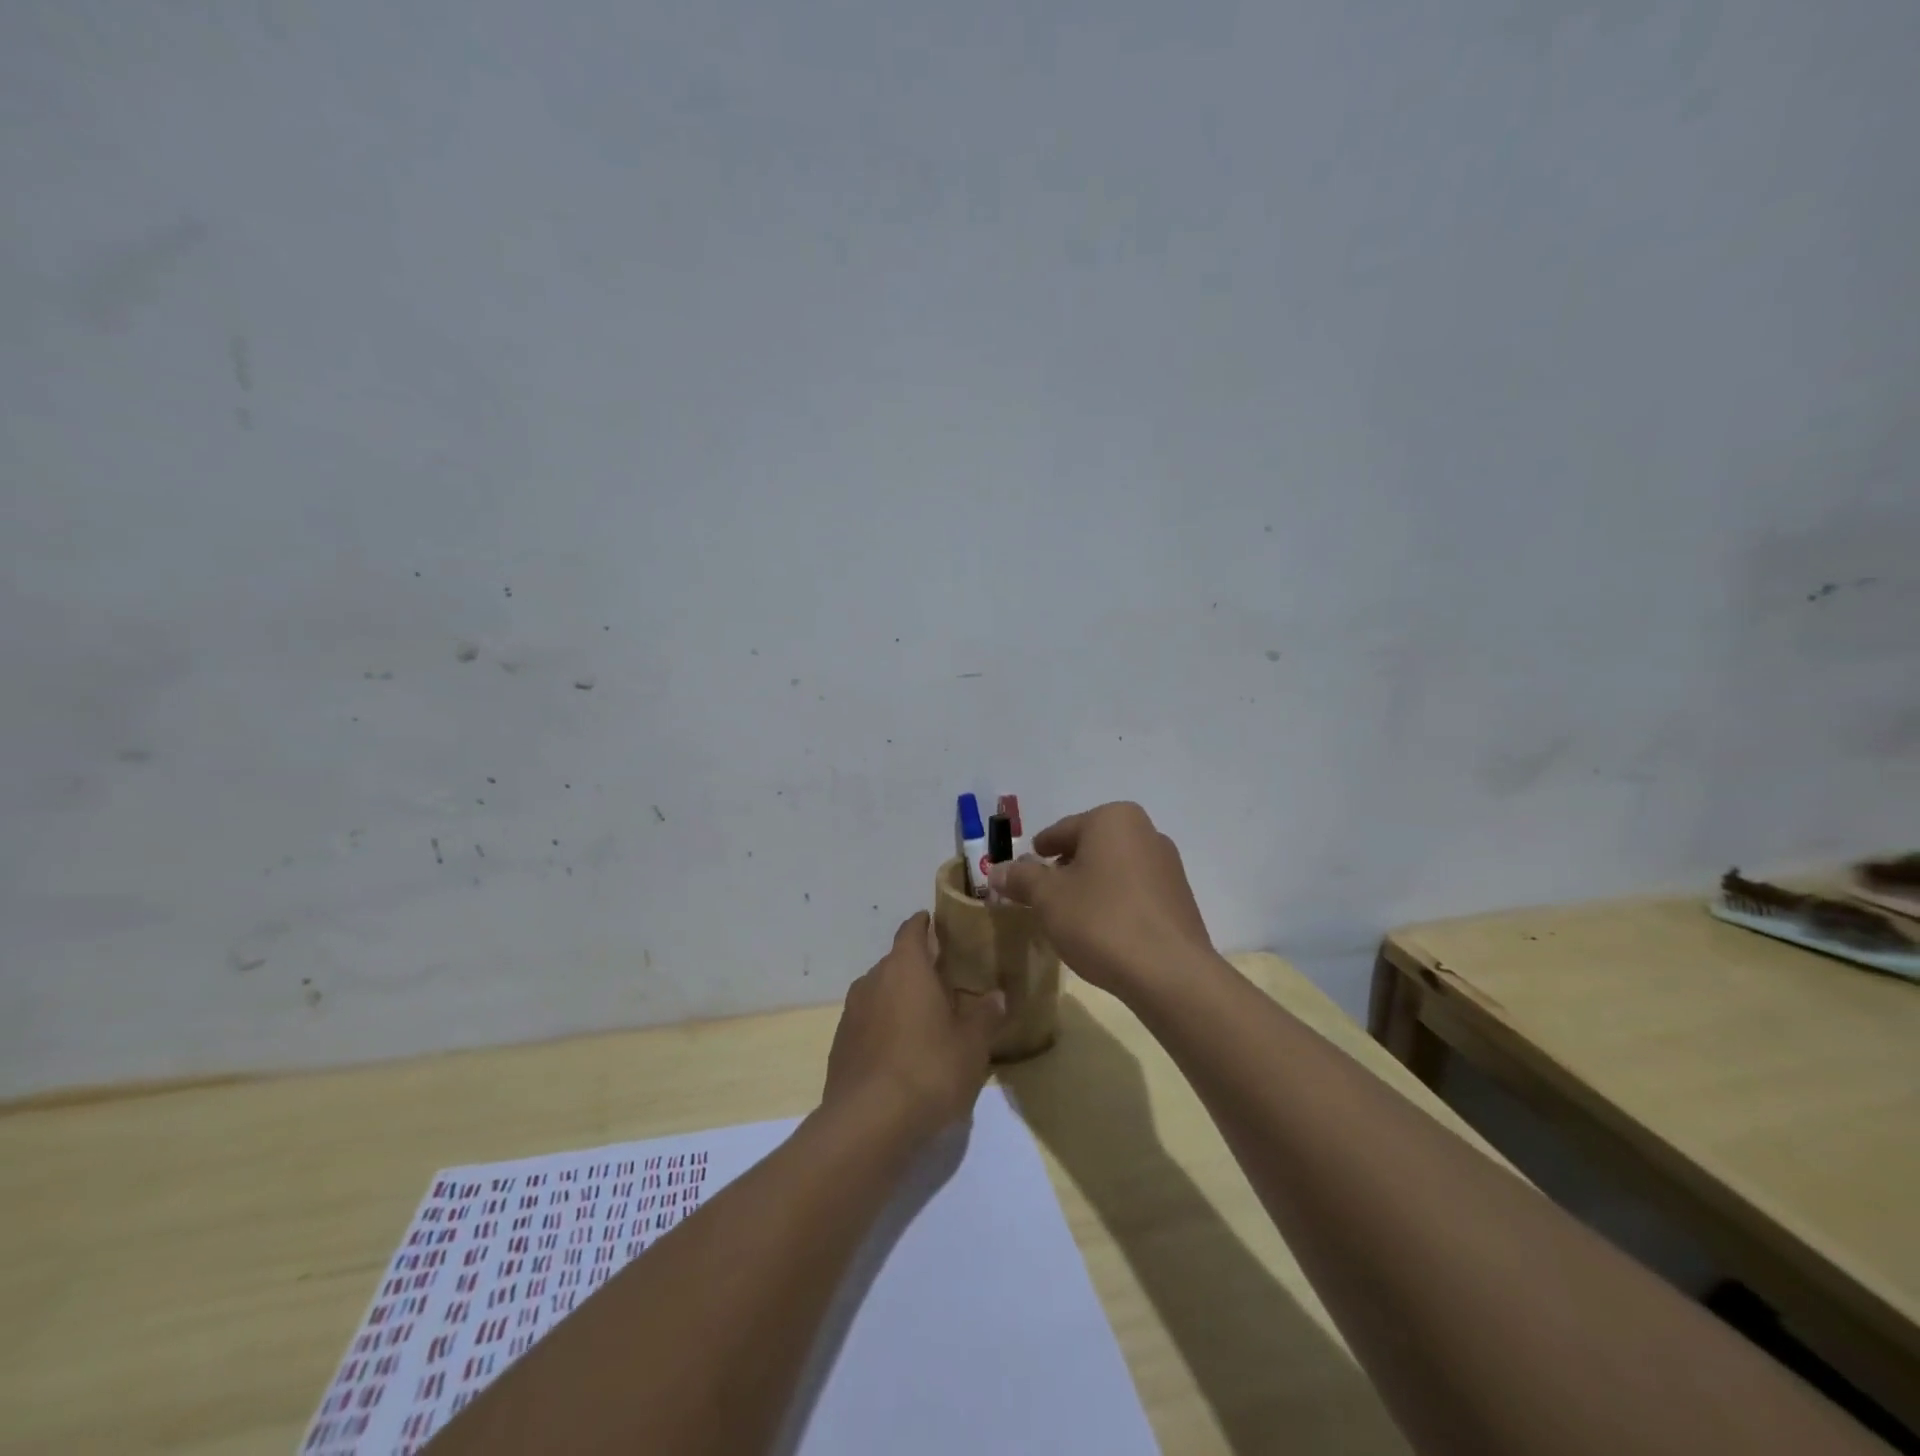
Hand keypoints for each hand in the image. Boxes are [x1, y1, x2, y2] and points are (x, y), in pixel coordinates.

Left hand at [823, 911, 1004, 1144]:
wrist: (868, 1123)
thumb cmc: (928, 1069)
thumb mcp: (971, 1044)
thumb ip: (985, 1015)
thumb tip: (997, 996)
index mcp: (905, 967)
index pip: (912, 930)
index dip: (924, 924)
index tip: (935, 923)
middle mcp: (873, 980)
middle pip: (896, 962)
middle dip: (917, 968)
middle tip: (944, 981)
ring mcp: (852, 1013)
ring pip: (880, 993)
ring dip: (899, 999)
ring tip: (925, 1019)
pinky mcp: (840, 1045)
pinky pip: (868, 1023)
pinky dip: (884, 1028)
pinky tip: (901, 1053)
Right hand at [988, 801, 1212, 999]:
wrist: (1169, 973)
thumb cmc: (1101, 920)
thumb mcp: (1048, 898)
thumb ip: (1021, 878)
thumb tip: (997, 869)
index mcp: (1113, 819)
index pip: (1062, 830)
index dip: (1039, 851)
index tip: (1024, 869)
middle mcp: (1145, 831)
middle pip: (1091, 846)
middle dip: (1065, 868)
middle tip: (1042, 894)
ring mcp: (1168, 865)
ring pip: (1114, 869)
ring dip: (1091, 885)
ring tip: (1070, 915)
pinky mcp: (1180, 898)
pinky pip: (1135, 891)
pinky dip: (1114, 902)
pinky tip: (1102, 929)